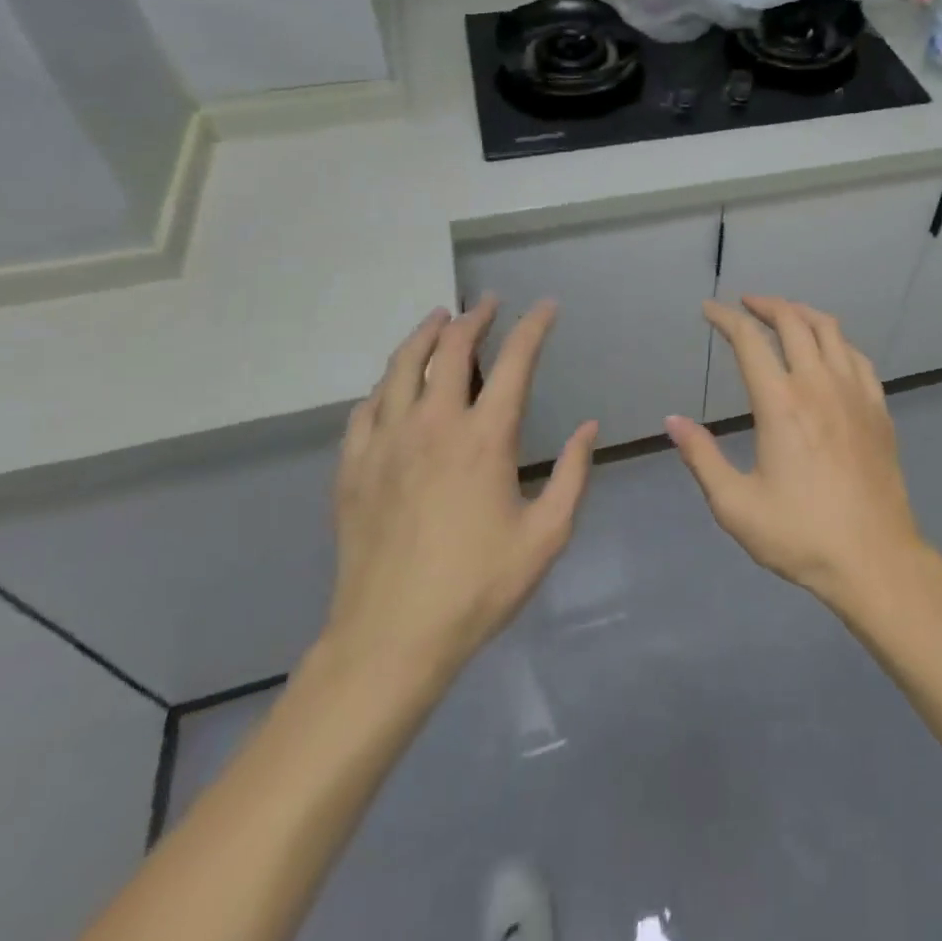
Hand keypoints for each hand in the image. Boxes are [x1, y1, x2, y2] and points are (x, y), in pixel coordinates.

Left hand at [317, 297, 595, 704]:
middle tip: (489, 302)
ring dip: (424, 335)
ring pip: (401, 367)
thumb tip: (588, 429)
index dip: (533, 326)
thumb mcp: (546, 535)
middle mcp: (433, 425)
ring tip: (438, 318)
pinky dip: (386, 384)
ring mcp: (386, 443)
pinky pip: (366, 408)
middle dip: (474, 317)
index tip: (546, 306)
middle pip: (450, 350)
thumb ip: (573, 475)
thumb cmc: (478, 587)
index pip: (514, 361)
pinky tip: (393, 384)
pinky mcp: (353, 467)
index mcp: (485, 438)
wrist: (391, 638)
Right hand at [667, 296, 924, 607]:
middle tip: (746, 304)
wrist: (874, 559)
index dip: (726, 318)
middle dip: (766, 305)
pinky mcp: (878, 408)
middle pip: (793, 322)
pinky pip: (857, 356)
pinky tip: (829, 350)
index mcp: (780, 403)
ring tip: (785, 315)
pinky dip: (836, 340)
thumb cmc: (800, 534)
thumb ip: (702, 458)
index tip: (709, 309)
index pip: (749, 341)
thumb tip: (672, 421)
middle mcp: (818, 384)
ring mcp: (854, 392)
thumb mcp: (736, 505)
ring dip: (803, 313)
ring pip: (830, 330)